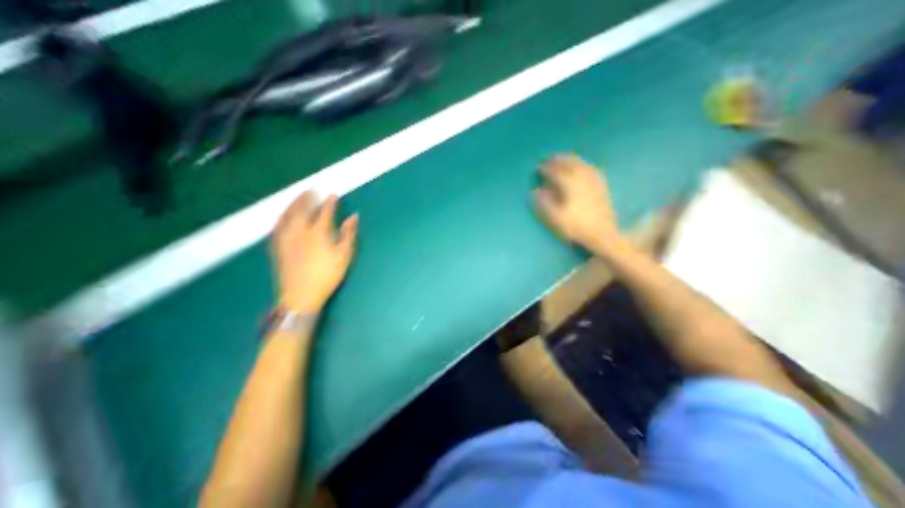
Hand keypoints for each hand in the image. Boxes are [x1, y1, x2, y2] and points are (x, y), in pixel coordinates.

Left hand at [273, 190, 358, 313]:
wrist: (300, 296)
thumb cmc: (327, 276)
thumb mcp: (344, 256)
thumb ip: (348, 234)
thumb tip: (353, 217)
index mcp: (318, 233)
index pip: (324, 212)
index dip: (329, 202)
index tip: (333, 195)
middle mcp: (299, 231)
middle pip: (302, 209)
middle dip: (307, 198)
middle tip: (311, 189)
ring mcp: (286, 238)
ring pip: (287, 215)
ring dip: (293, 204)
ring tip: (298, 197)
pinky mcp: (278, 247)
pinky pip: (277, 226)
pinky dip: (281, 217)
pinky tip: (283, 216)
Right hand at [533, 153, 621, 250]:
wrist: (603, 234)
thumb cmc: (577, 226)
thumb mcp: (556, 217)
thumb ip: (544, 203)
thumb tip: (535, 191)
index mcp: (570, 185)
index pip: (555, 172)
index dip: (545, 168)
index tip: (537, 167)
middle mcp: (583, 179)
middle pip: (570, 163)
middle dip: (558, 159)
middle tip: (549, 158)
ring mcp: (594, 181)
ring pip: (581, 164)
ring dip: (571, 159)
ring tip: (564, 158)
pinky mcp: (601, 186)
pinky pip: (592, 169)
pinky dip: (584, 164)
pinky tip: (583, 166)